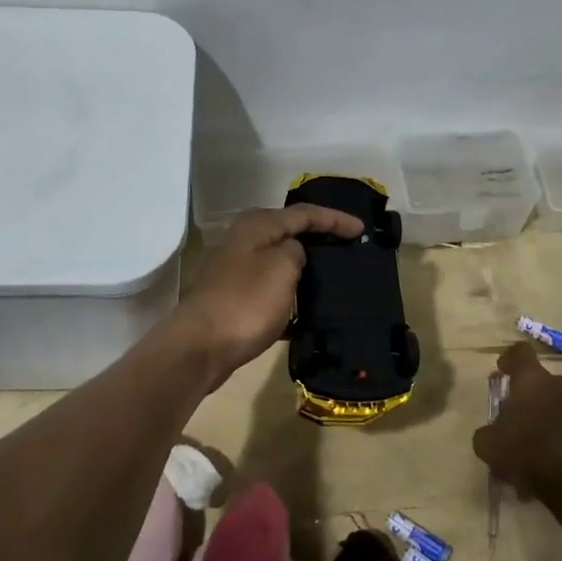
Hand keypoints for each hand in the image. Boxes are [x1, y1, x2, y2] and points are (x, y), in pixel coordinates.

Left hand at [170, 204, 364, 382]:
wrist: (200, 347)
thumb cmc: (246, 302)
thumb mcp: (282, 267)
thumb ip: (296, 251)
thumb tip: (292, 253)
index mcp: (257, 226)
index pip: (304, 213)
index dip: (334, 219)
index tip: (361, 230)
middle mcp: (243, 241)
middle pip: (289, 233)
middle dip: (318, 239)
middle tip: (347, 248)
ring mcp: (236, 271)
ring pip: (279, 263)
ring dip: (305, 269)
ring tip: (334, 279)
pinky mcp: (234, 300)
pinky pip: (271, 291)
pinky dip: (290, 297)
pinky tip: (307, 313)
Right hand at [473, 342, 561, 493]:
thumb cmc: (525, 449)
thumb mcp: (488, 443)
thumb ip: (486, 432)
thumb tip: (489, 433)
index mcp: (532, 378)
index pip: (521, 352)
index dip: (509, 358)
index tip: (501, 370)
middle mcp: (558, 385)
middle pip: (539, 381)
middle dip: (525, 394)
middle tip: (511, 414)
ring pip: (554, 404)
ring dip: (541, 416)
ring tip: (527, 443)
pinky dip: (554, 436)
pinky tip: (542, 460)